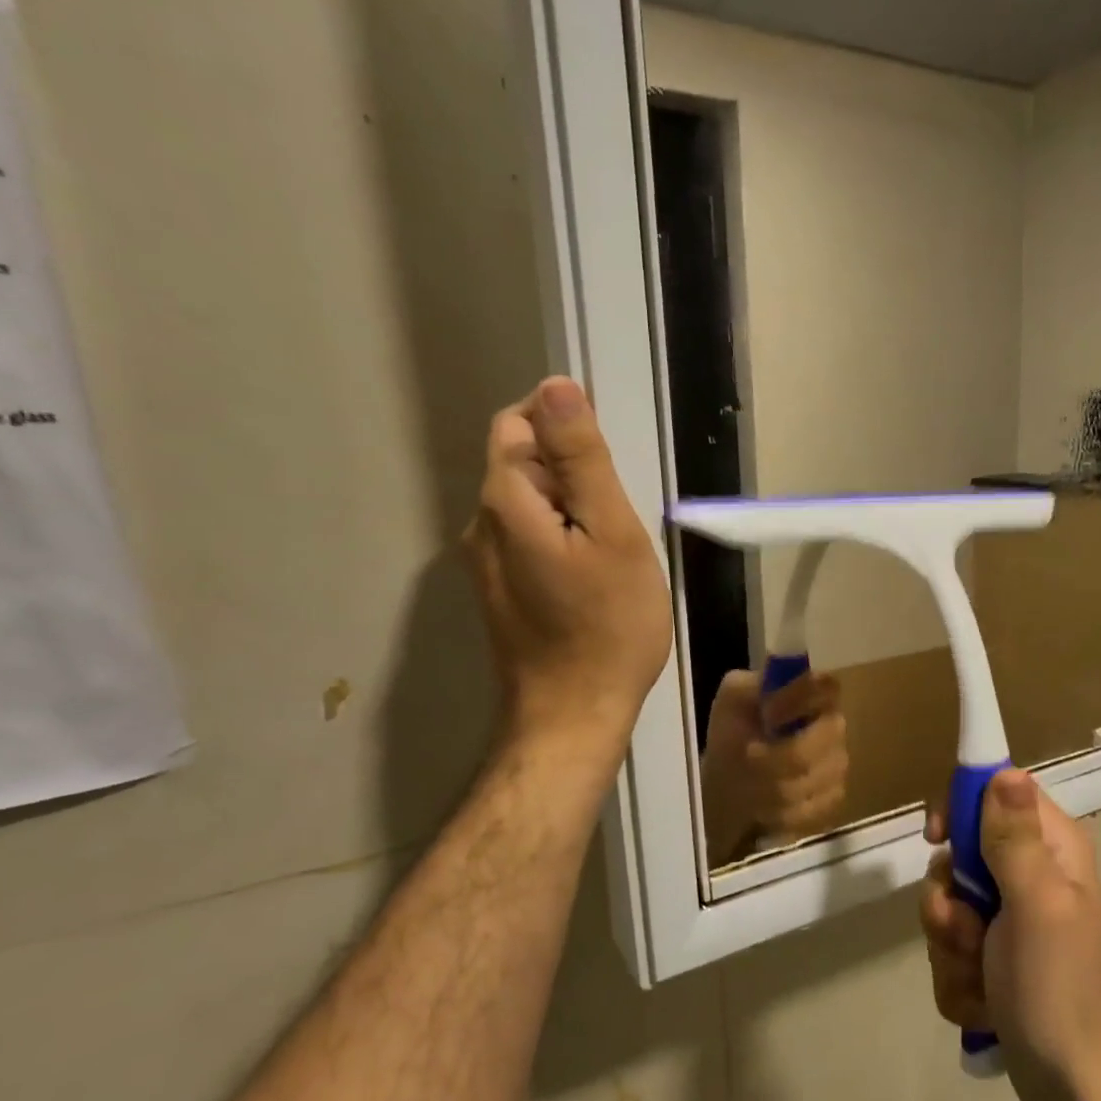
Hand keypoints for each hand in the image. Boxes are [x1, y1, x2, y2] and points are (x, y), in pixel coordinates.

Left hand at [464, 378, 672, 751]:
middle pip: (521, 463)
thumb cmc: (608, 625)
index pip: (519, 423)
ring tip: (612, 551)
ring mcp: (486, 564)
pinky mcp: (500, 594)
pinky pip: (528, 540)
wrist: (574, 715)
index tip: (610, 466)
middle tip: (620, 521)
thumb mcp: (612, 534)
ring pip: (528, 505)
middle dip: (572, 473)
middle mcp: (480, 526)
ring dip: (569, 509)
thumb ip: (583, 459)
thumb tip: (556, 385)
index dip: (565, 426)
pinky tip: (592, 577)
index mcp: (506, 501)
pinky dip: (560, 539)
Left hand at [700, 670, 848, 860]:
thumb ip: (750, 687)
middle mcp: (833, 724)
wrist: (727, 788)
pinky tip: (765, 807)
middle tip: (749, 758)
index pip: (827, 685)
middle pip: (827, 736)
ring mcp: (838, 762)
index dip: (799, 701)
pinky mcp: (833, 797)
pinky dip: (783, 811)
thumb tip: (773, 699)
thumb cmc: (732, 737)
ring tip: (751, 785)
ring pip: (817, 775)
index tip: (768, 717)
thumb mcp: (731, 702)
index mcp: (810, 693)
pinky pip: (815, 806)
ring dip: (775, 785)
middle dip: (781, 754)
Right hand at [920, 770, 1100, 1100]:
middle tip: (968, 931)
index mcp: (1051, 849)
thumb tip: (1005, 769)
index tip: (939, 839)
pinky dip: (958, 977)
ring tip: (981, 977)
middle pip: (959, 854)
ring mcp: (1010, 918)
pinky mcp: (994, 956)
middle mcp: (1030, 874)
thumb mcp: (1036, 904)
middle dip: (949, 899)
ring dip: (951, 945)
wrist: (1073, 1086)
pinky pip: (951, 948)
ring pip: (948, 904)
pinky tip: (983, 1002)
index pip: (996, 794)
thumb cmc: (1058, 987)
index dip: (962, 809)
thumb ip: (1014, 838)